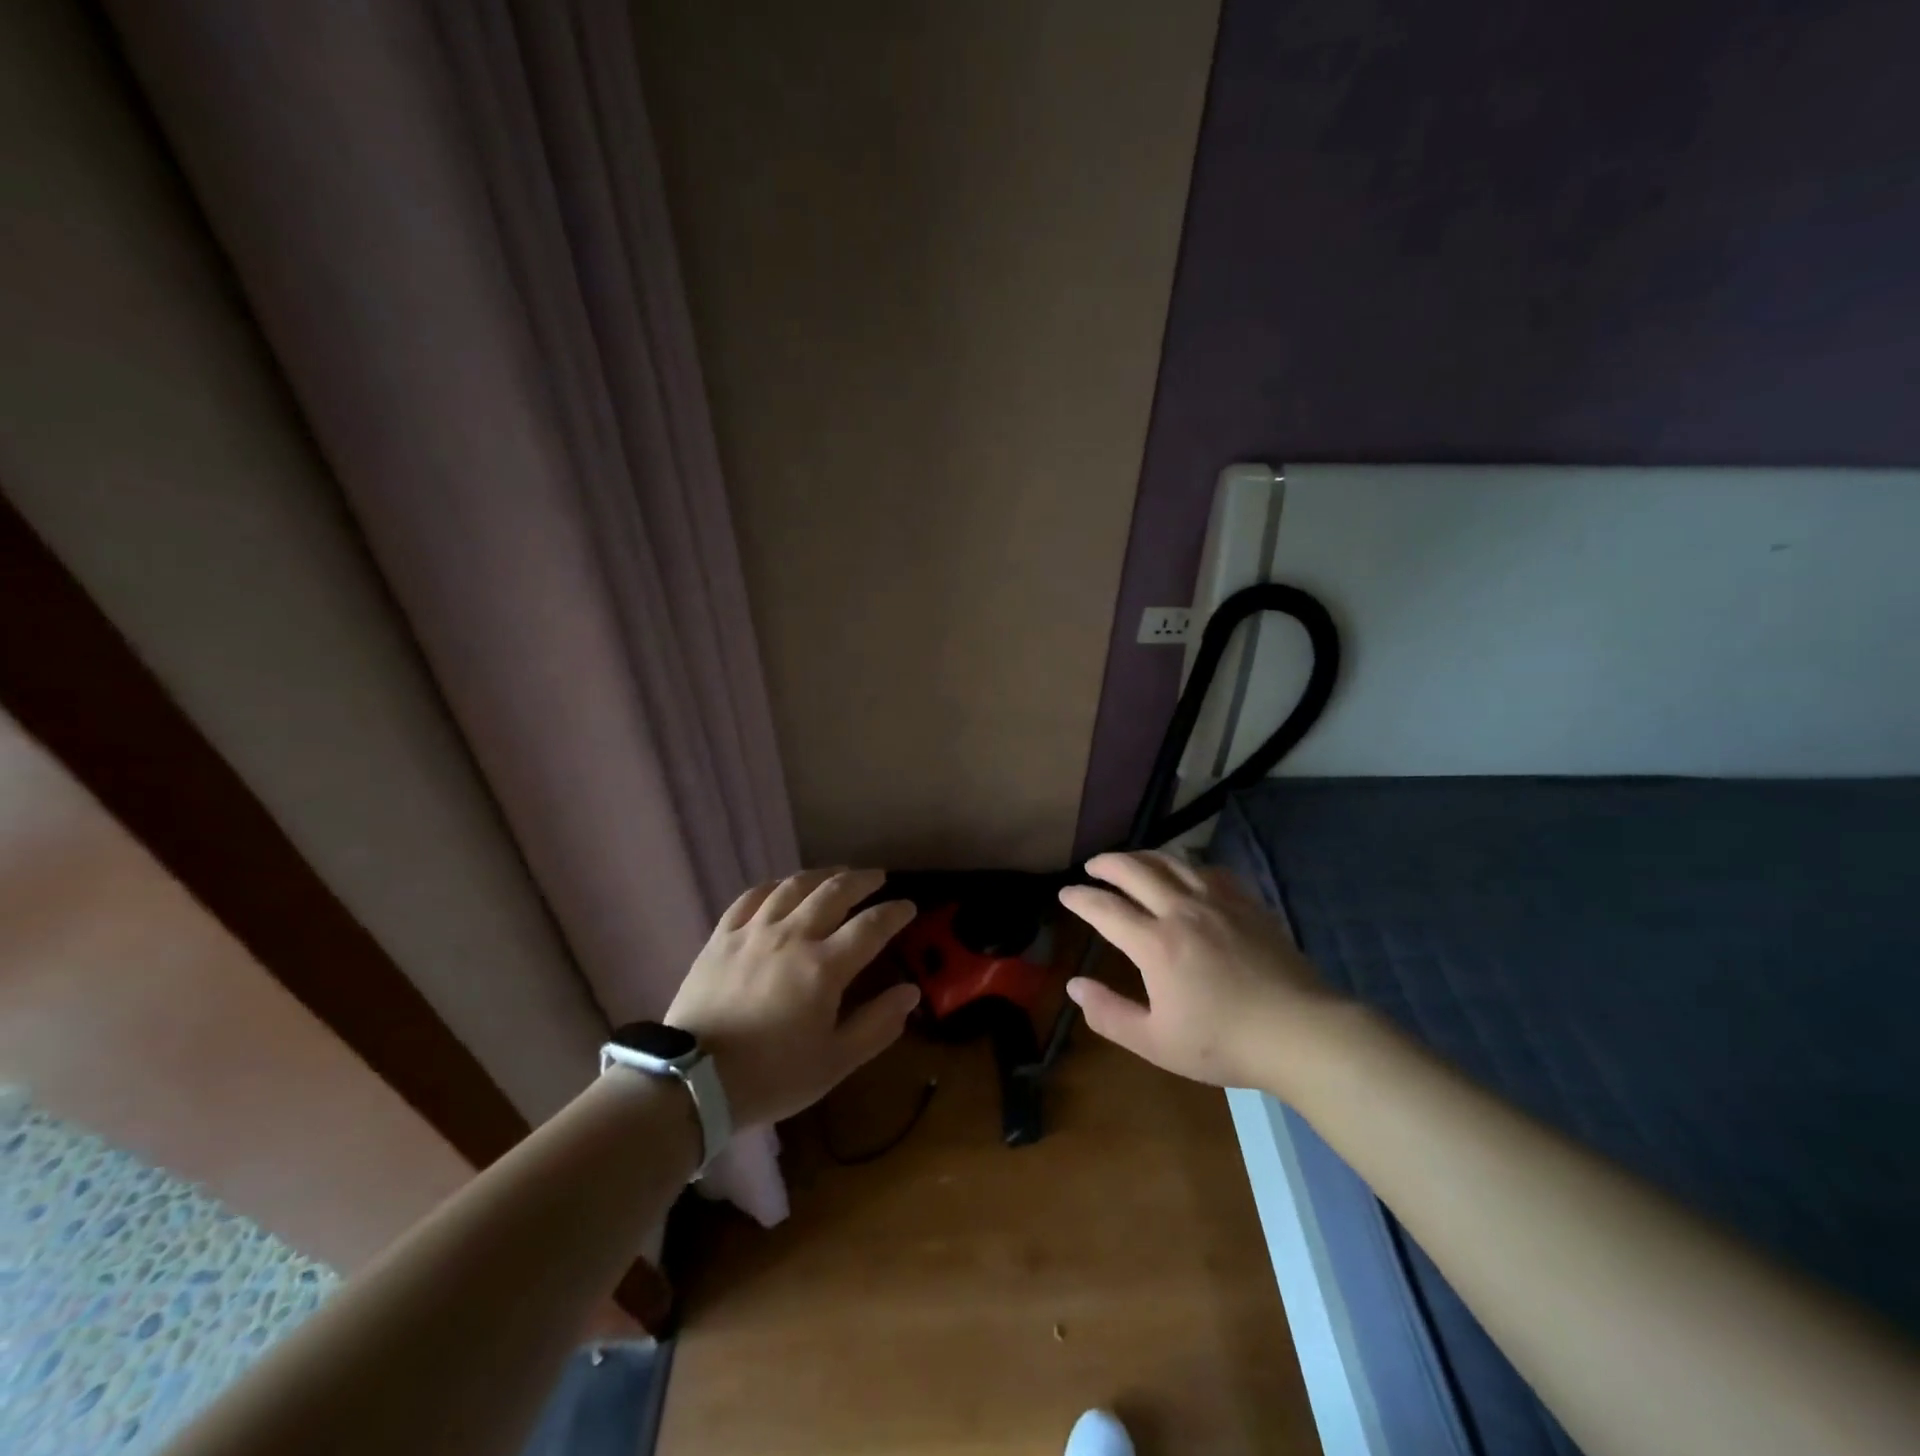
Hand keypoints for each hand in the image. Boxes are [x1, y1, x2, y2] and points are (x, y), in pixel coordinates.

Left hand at [665, 868, 919, 1127]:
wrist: (692, 1081)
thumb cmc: (771, 1076)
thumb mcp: (834, 1062)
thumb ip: (877, 1024)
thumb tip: (910, 992)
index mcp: (824, 967)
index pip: (871, 926)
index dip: (894, 913)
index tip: (909, 906)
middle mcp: (792, 936)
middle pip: (834, 892)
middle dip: (862, 880)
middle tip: (877, 877)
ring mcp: (753, 932)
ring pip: (794, 886)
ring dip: (822, 875)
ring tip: (837, 873)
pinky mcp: (722, 937)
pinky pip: (751, 897)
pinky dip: (774, 886)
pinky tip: (782, 886)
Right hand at [1057, 851, 1341, 1089]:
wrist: (1301, 1033)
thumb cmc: (1224, 1043)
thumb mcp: (1156, 1043)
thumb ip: (1109, 1014)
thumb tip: (1073, 986)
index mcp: (1155, 944)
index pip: (1105, 908)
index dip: (1080, 898)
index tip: (1065, 893)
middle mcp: (1181, 910)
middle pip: (1134, 870)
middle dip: (1107, 864)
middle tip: (1092, 866)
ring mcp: (1217, 902)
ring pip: (1171, 861)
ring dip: (1143, 856)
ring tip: (1130, 861)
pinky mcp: (1246, 903)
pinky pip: (1208, 870)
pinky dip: (1185, 865)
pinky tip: (1185, 872)